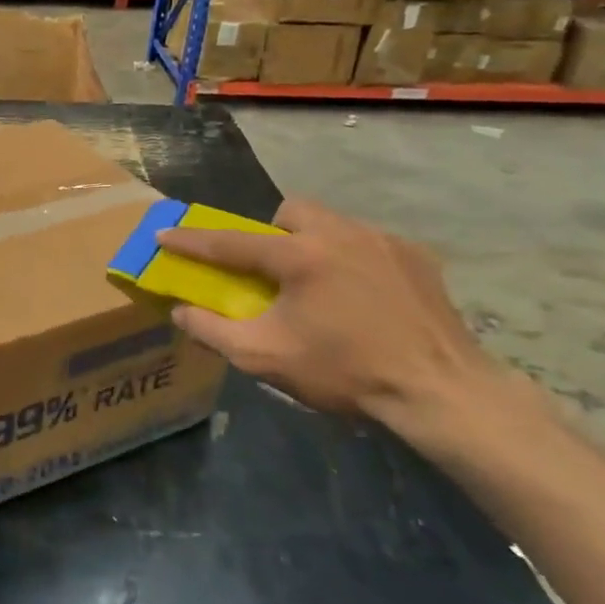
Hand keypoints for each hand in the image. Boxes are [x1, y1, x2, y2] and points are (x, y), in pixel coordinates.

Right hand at [157, 200, 507, 452]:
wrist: (440, 392)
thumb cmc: (345, 372)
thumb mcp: (265, 358)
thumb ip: (213, 331)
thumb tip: (180, 311)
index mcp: (300, 257)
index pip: (231, 242)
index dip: (192, 241)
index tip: (164, 234)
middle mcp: (340, 234)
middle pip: (290, 212)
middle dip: (271, 233)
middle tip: (273, 272)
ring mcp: (383, 241)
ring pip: (332, 222)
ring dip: (313, 243)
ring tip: (320, 285)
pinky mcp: (416, 257)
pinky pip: (369, 243)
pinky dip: (353, 260)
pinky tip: (364, 297)